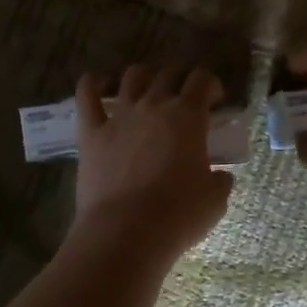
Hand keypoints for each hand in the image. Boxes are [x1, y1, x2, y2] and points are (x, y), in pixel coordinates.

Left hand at [70, 65, 232, 265]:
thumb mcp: (215, 200)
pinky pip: (86, 95)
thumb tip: (220, 175)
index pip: (203, 80)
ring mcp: (120, 116)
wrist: (126, 232)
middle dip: (181, 79)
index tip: (215, 102)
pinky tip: (97, 84)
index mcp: (188, 116)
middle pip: (169, 74)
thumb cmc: (178, 216)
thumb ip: (220, 179)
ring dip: (144, 76)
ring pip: (132, 77)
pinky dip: (92, 83)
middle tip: (184, 98)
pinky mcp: (91, 132)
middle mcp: (154, 105)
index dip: (211, 85)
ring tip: (148, 88)